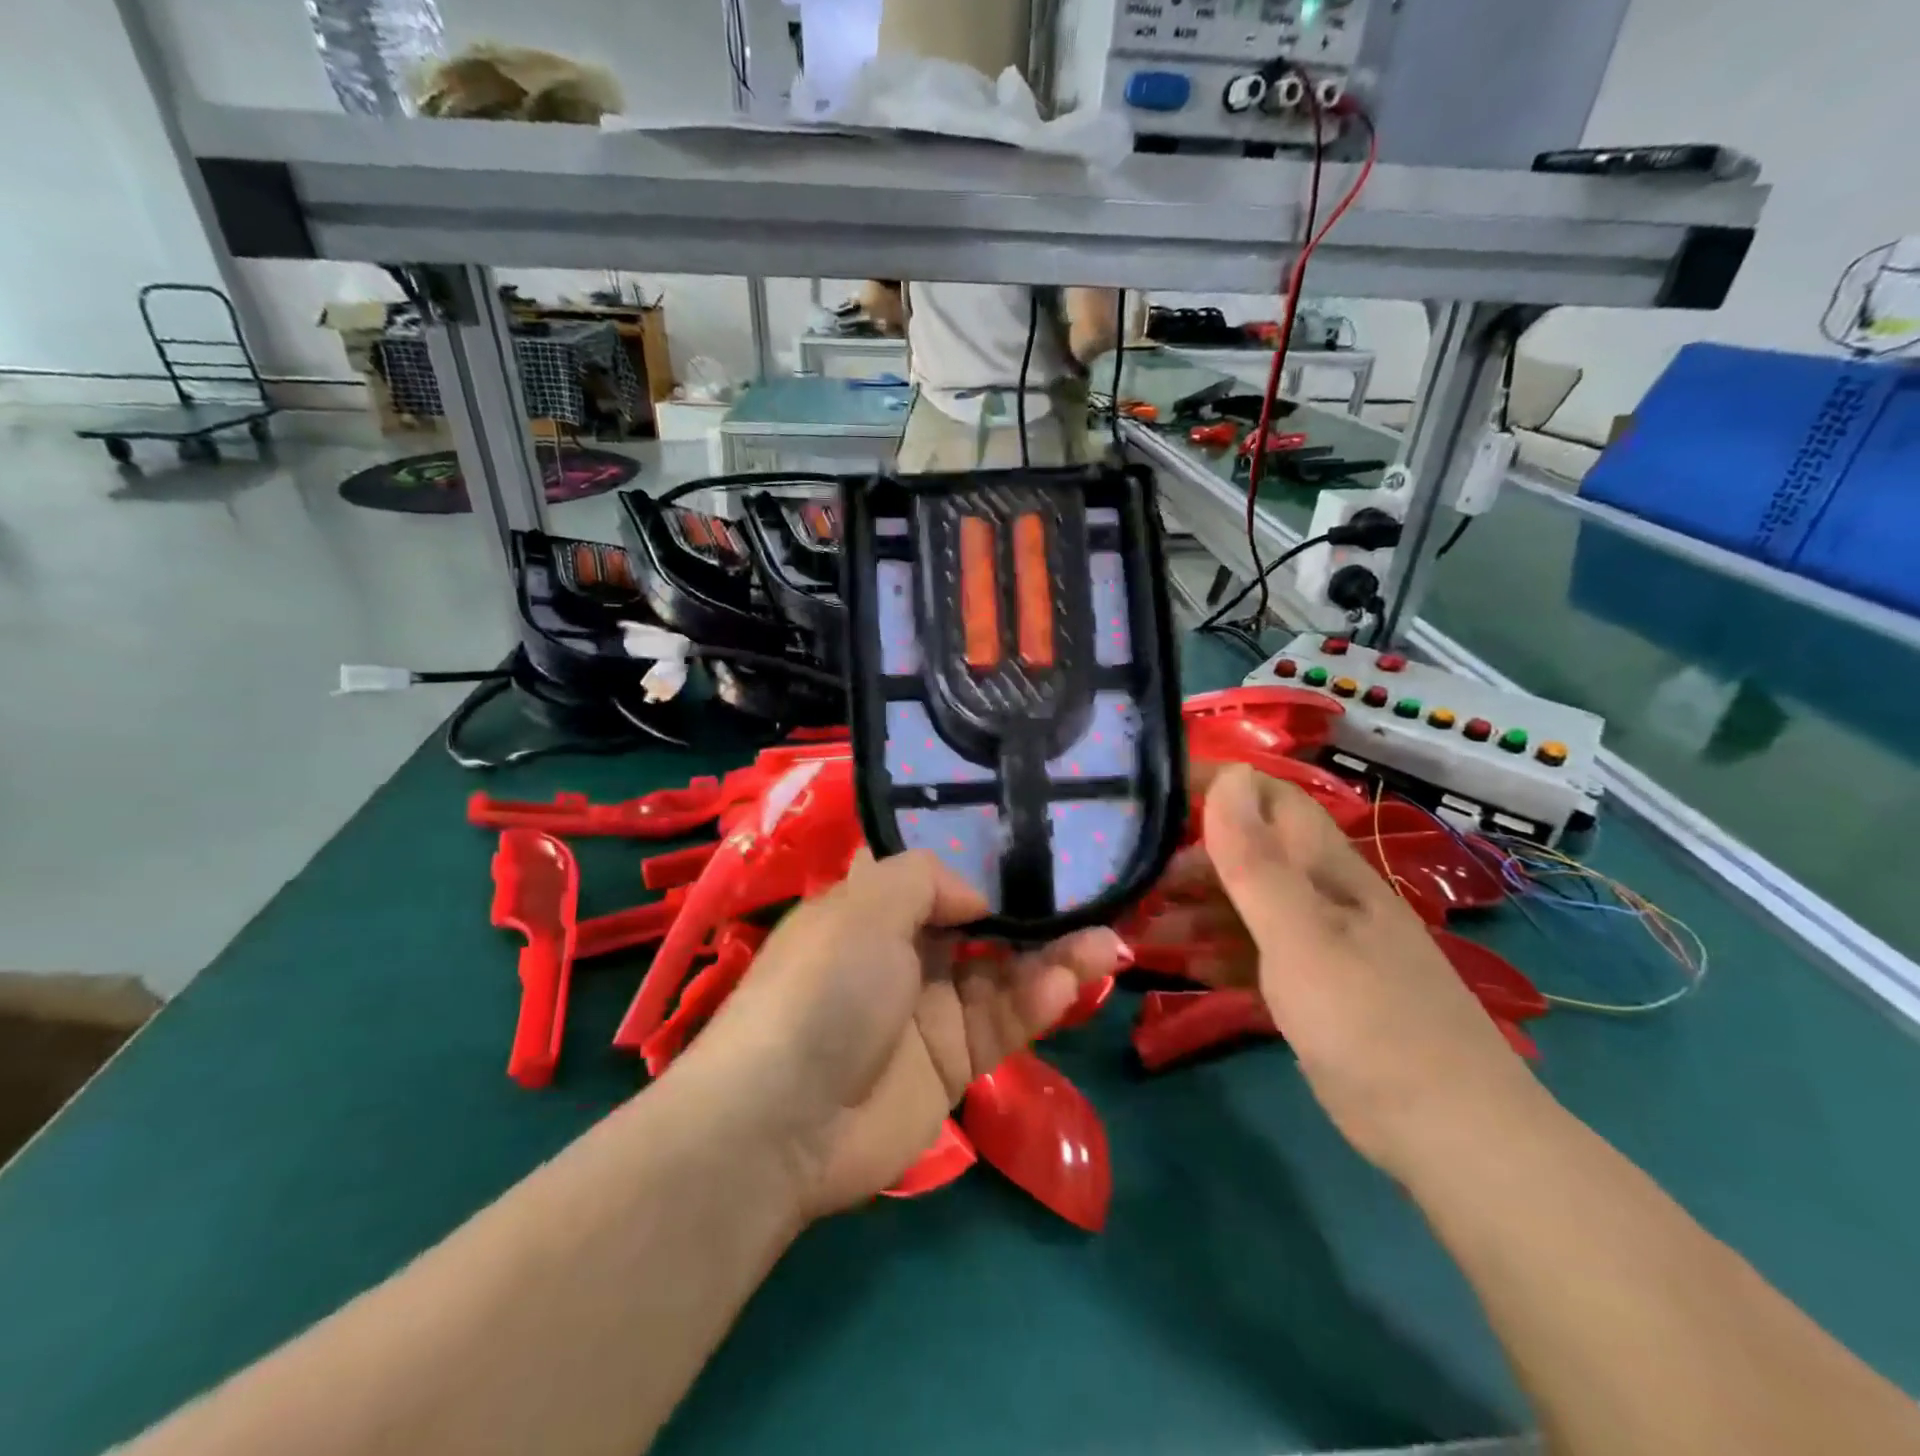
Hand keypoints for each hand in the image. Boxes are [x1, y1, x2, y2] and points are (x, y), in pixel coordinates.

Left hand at [677, 851, 1125, 1220]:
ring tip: (1107, 942)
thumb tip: (975, 897)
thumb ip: (926, 879)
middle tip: (1092, 897)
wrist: (785, 1120)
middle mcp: (904, 955)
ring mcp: (931, 1011)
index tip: (1033, 845)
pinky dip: (1039, 1001)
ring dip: (1055, 957)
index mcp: (872, 911)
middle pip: (982, 926)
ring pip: (1005, 974)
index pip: (934, 877)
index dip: (981, 862)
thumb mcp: (866, 906)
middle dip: (1034, 912)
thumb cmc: (823, 989)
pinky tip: (1070, 981)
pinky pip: (1005, 1023)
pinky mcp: (955, 1064)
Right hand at [1146, 764, 1549, 1181]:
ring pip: (1242, 907)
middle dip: (1188, 857)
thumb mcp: (1302, 935)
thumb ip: (1258, 861)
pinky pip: (1250, 955)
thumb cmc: (1369, 1022)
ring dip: (1191, 910)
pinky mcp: (1312, 991)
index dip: (1216, 783)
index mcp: (1326, 869)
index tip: (1152, 790)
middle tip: (1130, 876)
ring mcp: (1317, 945)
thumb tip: (1229, 775)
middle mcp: (1321, 896)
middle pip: (1247, 854)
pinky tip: (1176, 968)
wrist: (1449, 1136)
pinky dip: (1212, 955)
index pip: (1268, 799)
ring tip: (1137, 926)